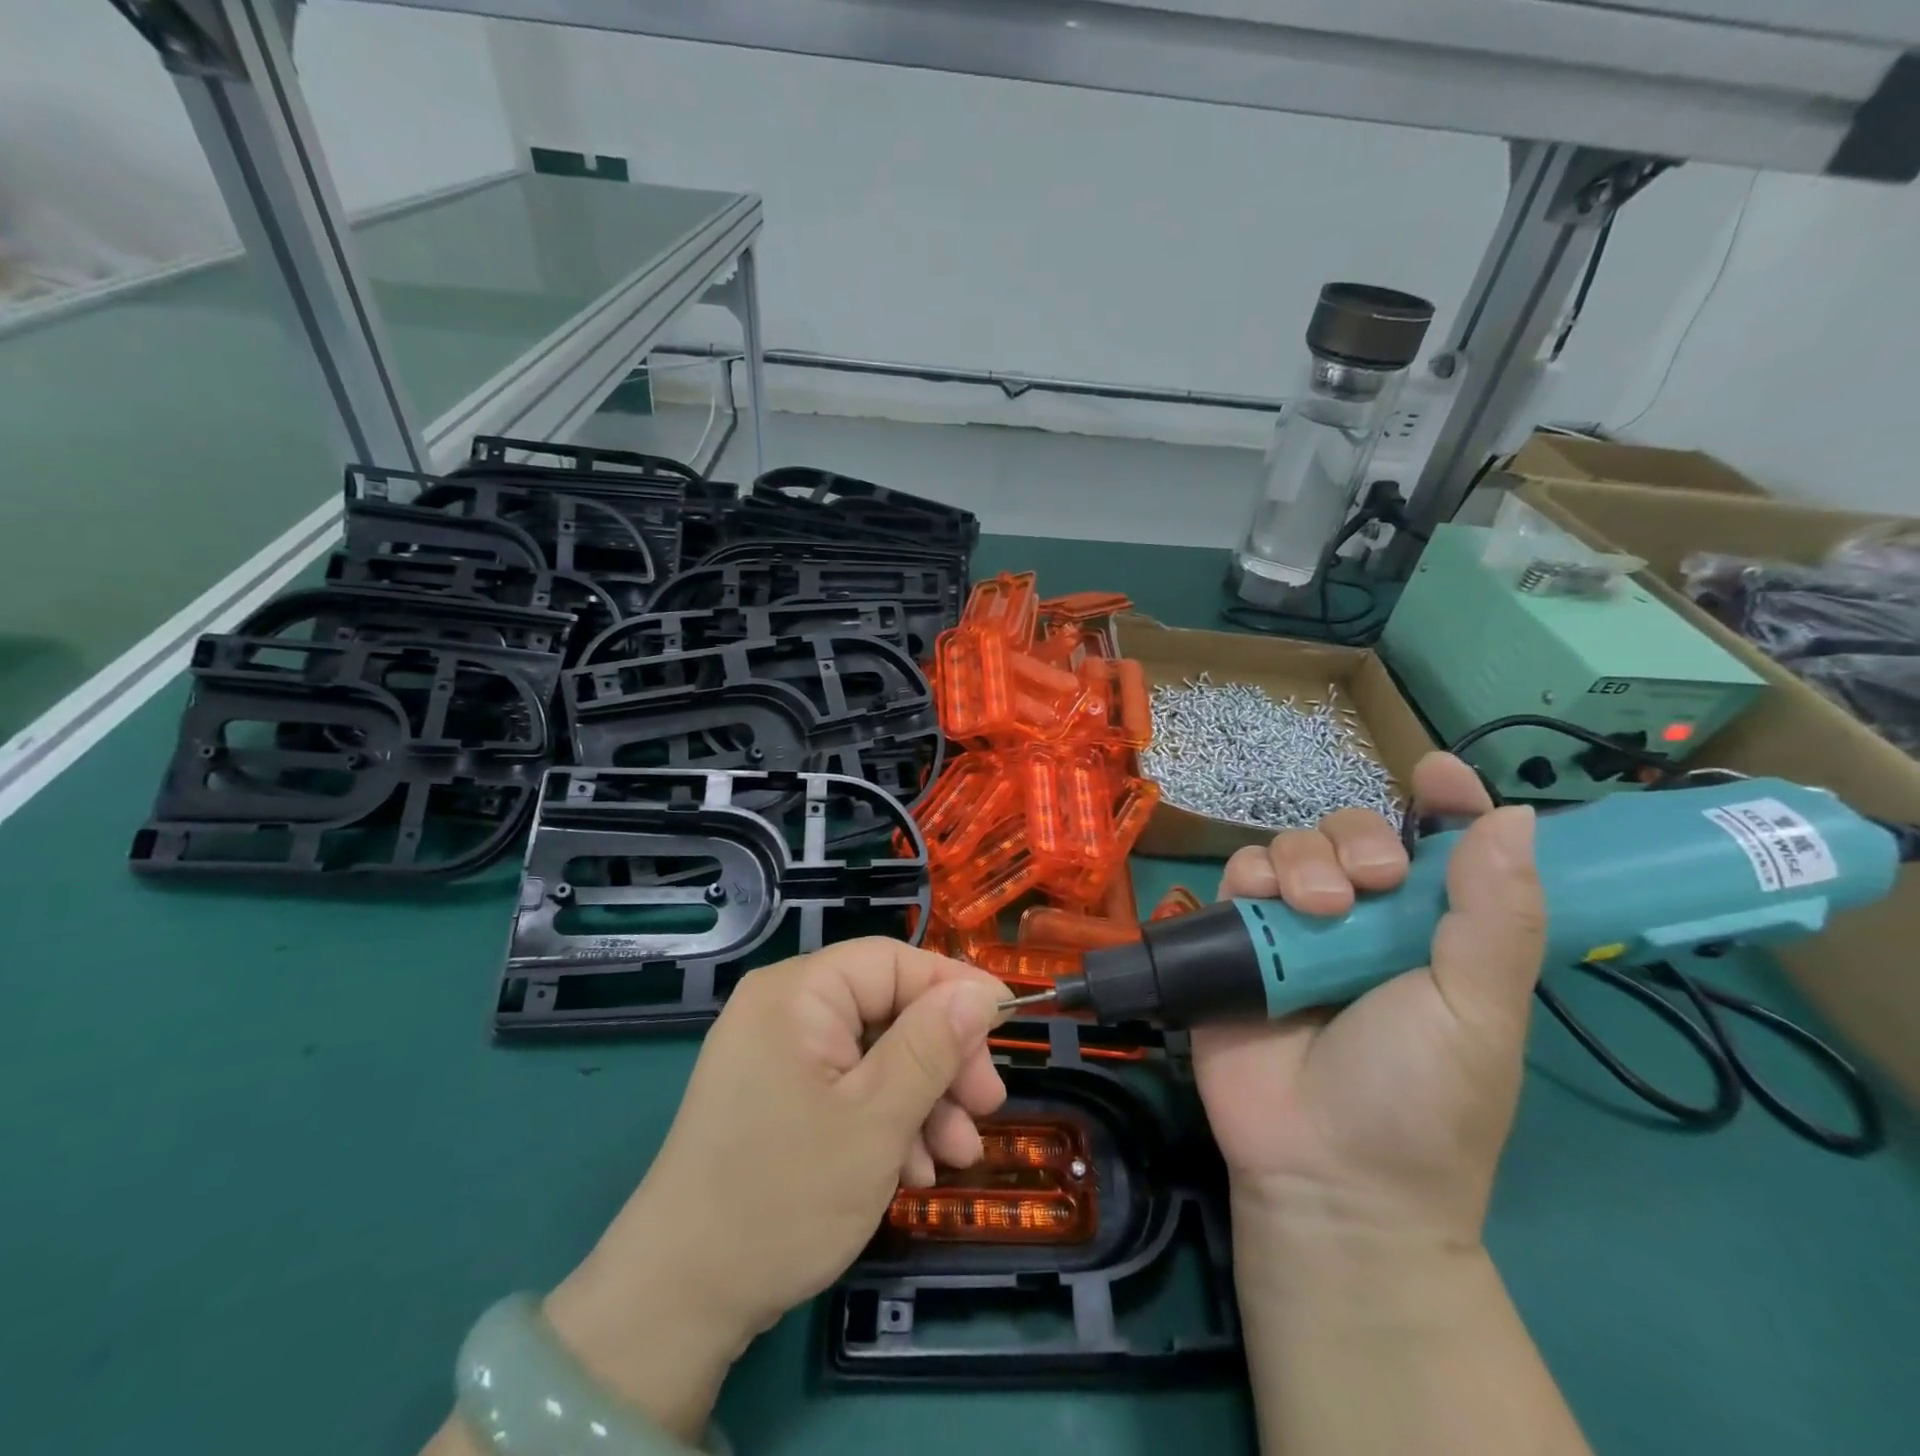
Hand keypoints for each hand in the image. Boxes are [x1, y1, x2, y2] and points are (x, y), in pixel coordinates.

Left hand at [543, 940, 1007, 1438]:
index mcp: (799, 993)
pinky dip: (887, 1119)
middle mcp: (785, 1010)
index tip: (1007, 1025)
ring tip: (957, 1155)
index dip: (954, 988)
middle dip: (942, 1058)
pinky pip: (847, 1086)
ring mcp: (778, 1055)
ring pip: (875, 1053)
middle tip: (987, 1107)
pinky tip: (914, 1170)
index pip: (893, 961)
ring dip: (923, 1098)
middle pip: (887, 1008)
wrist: (678, 1303)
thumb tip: (982, 993)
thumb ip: (933, 1046)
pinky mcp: (778, 1096)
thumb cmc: (784, 1197)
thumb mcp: (876, 1119)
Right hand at [1193, 752, 1544, 1248]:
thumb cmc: (1421, 1097)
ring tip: (1313, 909)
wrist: (1325, 1172)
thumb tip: (1516, 815)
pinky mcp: (1238, 942)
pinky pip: (1237, 879)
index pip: (1443, 846)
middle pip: (1353, 833)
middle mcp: (1363, 921)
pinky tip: (1260, 905)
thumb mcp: (1478, 1011)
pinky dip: (1248, 877)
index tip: (1437, 772)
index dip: (1445, 802)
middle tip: (1371, 886)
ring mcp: (1295, 930)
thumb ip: (1496, 916)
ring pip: (1291, 846)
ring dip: (1303, 859)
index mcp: (1433, 932)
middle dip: (1358, 840)